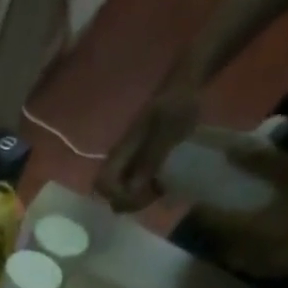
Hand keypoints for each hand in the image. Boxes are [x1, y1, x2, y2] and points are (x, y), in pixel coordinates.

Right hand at [96, 86, 200, 211]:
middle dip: (127, 201)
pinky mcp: (137, 161)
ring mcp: (127, 161)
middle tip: (152, 196)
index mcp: (121, 151)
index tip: (142, 193)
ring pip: (119, 191)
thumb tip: (132, 190)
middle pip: (107, 192)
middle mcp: (118, 159)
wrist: (185, 87)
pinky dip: (142, 192)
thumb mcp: (167, 131)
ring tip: (158, 191)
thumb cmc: (177, 105)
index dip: (118, 196)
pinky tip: (159, 186)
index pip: (102, 184)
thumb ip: (150, 159)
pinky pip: (130, 185)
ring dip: (135, 198)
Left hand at [192, 146, 287, 277]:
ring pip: (243, 262)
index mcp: (262, 234)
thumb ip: (261, 164)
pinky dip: (252, 255)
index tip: (197, 203)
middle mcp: (264, 258)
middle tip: (212, 217)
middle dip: (218, 236)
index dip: (207, 216)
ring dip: (233, 248)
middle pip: (228, 251)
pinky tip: (255, 241)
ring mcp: (279, 269)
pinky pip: (261, 267)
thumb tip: (229, 153)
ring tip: (230, 229)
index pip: (222, 228)